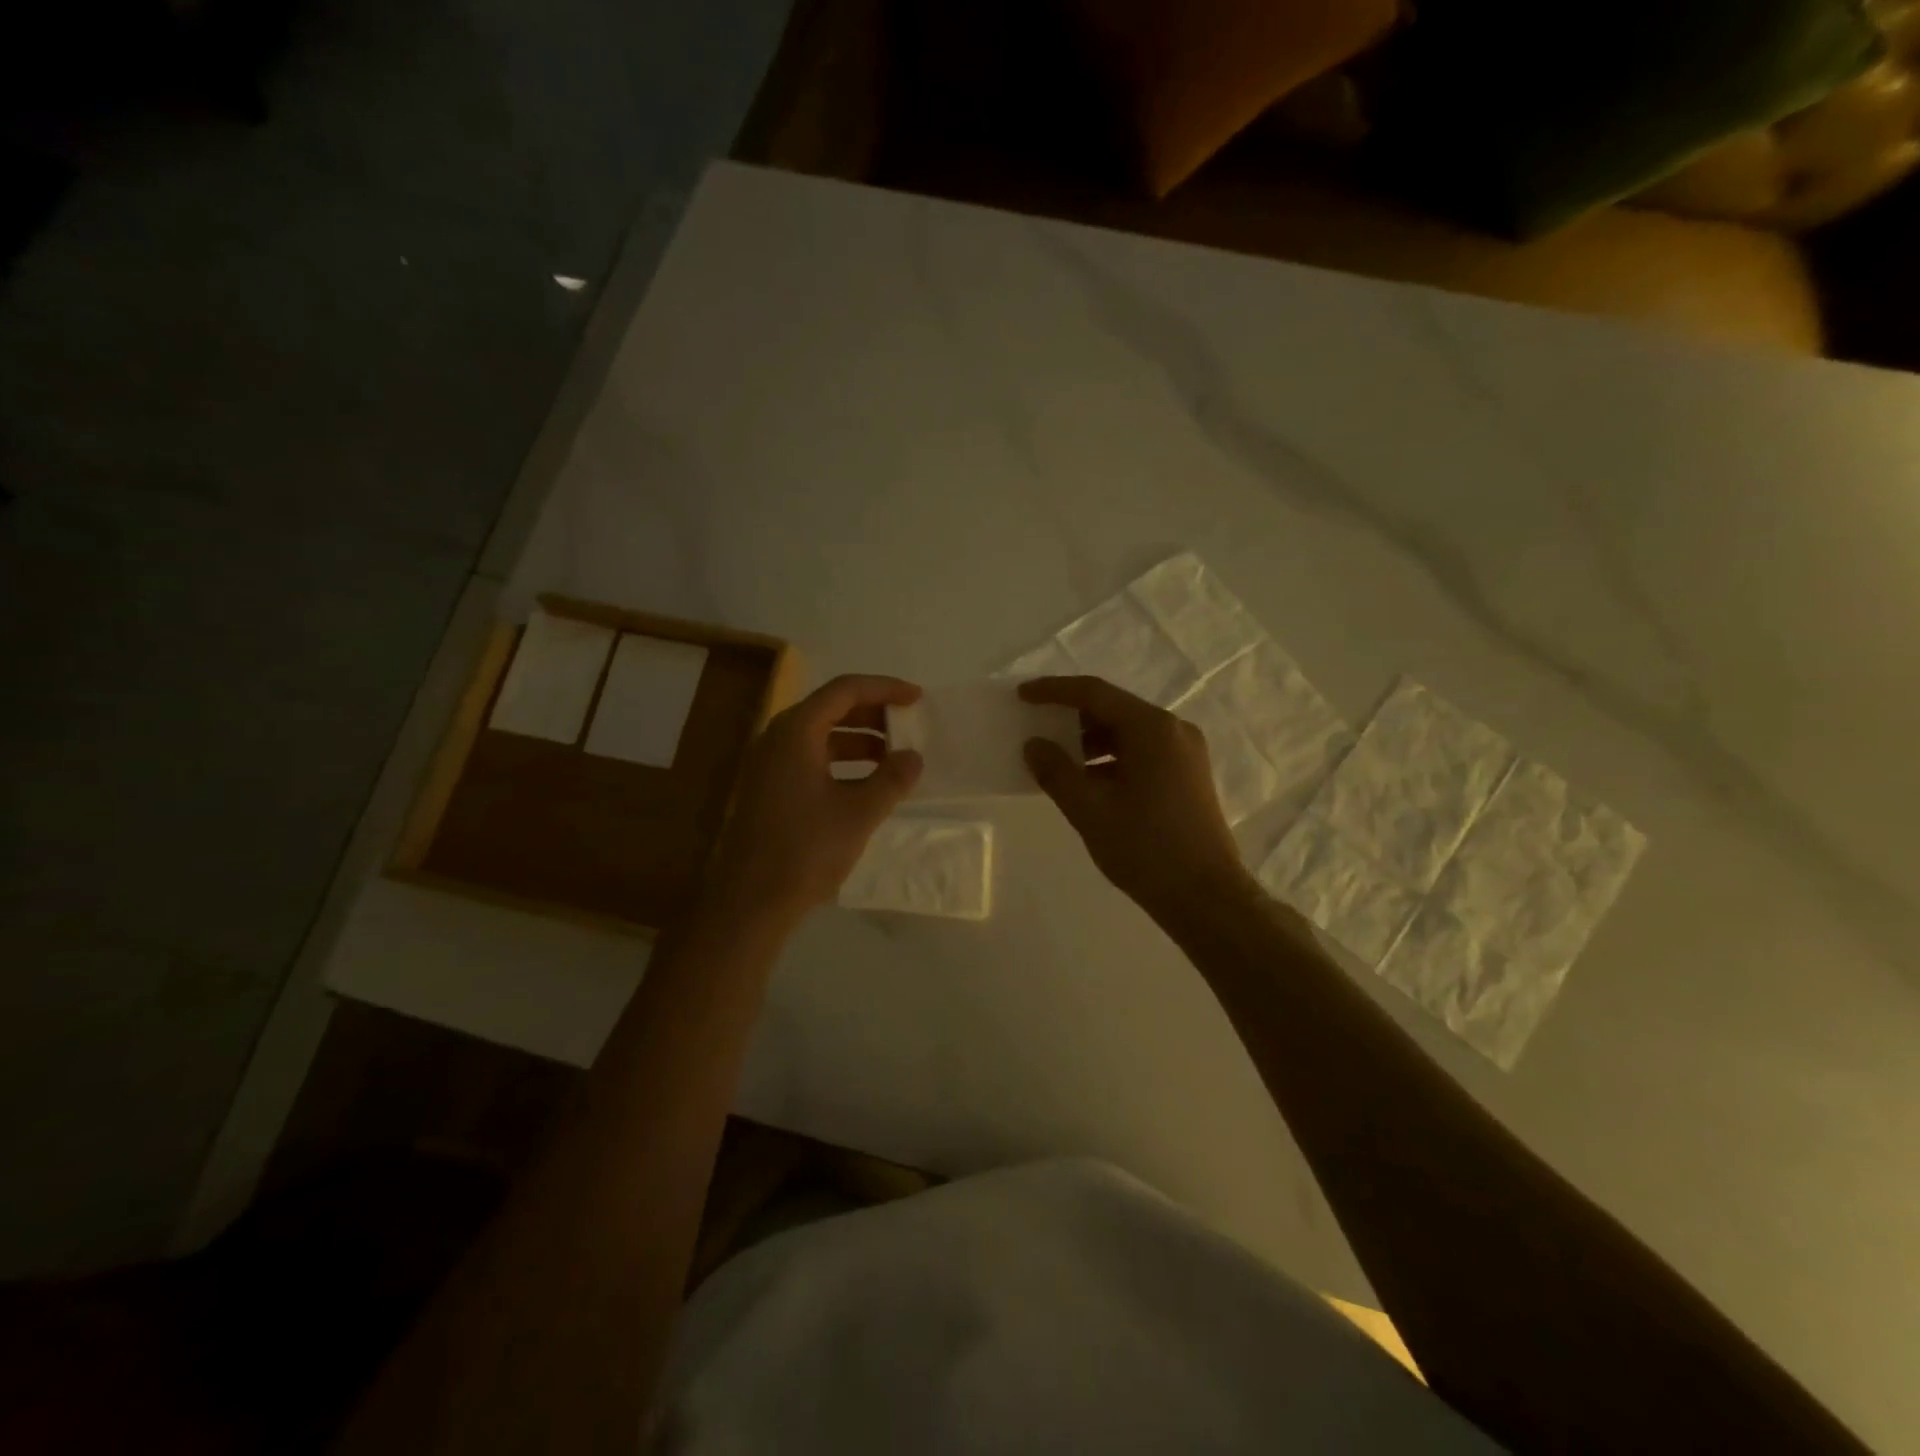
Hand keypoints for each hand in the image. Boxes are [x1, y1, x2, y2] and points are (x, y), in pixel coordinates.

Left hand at [709, 674, 923, 922]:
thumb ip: (892, 779)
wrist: (750, 901)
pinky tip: (867, 783)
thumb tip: (914, 756)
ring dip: (859, 739)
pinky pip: (810, 757)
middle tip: (908, 726)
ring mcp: (769, 763)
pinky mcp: (768, 788)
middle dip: (873, 713)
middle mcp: (778, 737)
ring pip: (821, 735)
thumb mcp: (859, 813)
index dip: (885, 688)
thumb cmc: (805, 850)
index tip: (917, 699)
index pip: (845, 690)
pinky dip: (842, 761)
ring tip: (894, 757)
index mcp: (797, 731)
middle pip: (831, 708)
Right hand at [1020, 676, 1252, 919]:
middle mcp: (1173, 730)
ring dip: (1091, 741)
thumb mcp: (1090, 810)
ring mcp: (1185, 753)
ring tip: (1056, 759)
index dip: (1054, 691)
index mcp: (1152, 729)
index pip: (1094, 693)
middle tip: (1036, 725)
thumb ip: (1056, 772)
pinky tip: (1087, 781)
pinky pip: (1142, 752)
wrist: (1206, 897)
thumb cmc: (1145, 849)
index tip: (1022, 696)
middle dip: (1072, 717)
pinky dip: (1111, 758)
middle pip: (1114, 709)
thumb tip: (1033, 746)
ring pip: (1128, 733)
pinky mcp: (1188, 775)